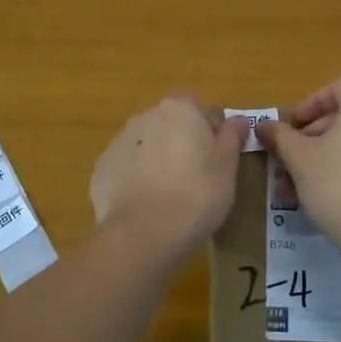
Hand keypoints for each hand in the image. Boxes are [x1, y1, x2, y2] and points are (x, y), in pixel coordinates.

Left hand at [90, 95, 251, 253]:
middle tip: (197, 179)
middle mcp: (145, 117)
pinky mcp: (101, 170)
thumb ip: (232, 137)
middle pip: (170, 125)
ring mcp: (118, 143)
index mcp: (179, 109)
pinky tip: (147, 208)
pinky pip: (125, 170)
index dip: (211, 131)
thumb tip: (239, 120)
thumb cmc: (197, 193)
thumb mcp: (227, 166)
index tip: (218, 158)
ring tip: (170, 197)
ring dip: (157, 162)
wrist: (143, 233)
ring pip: (146, 147)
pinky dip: (136, 181)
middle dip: (182, 145)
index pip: (199, 109)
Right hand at [256, 79, 340, 246]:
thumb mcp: (299, 158)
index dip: (309, 104)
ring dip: (326, 159)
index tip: (291, 128)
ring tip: (300, 186)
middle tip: (290, 160)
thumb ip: (280, 136)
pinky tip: (328, 198)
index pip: (337, 89)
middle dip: (312, 138)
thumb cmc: (335, 184)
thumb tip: (262, 125)